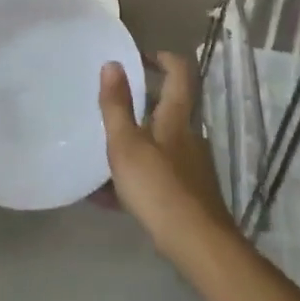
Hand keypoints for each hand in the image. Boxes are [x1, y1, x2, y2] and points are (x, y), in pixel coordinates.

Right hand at [98, 53, 237, 260]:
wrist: (197, 244)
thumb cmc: (158, 187)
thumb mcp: (126, 144)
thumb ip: (117, 105)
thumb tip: (112, 63)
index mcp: (176, 118)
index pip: (179, 73)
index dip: (163, 58)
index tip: (139, 56)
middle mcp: (188, 136)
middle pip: (168, 108)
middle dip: (141, 103)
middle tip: (110, 104)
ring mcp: (191, 166)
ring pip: (160, 143)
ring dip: (135, 141)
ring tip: (102, 151)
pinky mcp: (188, 193)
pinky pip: (157, 174)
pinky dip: (135, 175)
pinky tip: (108, 196)